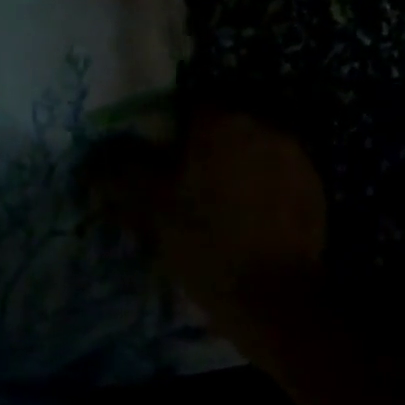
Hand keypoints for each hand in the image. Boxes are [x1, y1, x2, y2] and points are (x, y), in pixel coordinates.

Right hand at [90, 112, 324, 336]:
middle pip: (222, 125)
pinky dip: (256, 186)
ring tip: (211, 201)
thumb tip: (91, 162)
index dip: (168, 127)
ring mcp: (295, 158)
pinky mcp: (314, 191)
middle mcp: (264, 127)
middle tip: (179, 179)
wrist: (274, 300)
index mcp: (223, 121)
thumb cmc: (204, 240)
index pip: (188, 104)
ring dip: (230, 165)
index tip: (156, 155)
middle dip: (200, 146)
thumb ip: (119, 174)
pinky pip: (274, 174)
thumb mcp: (149, 205)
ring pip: (249, 149)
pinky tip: (241, 216)